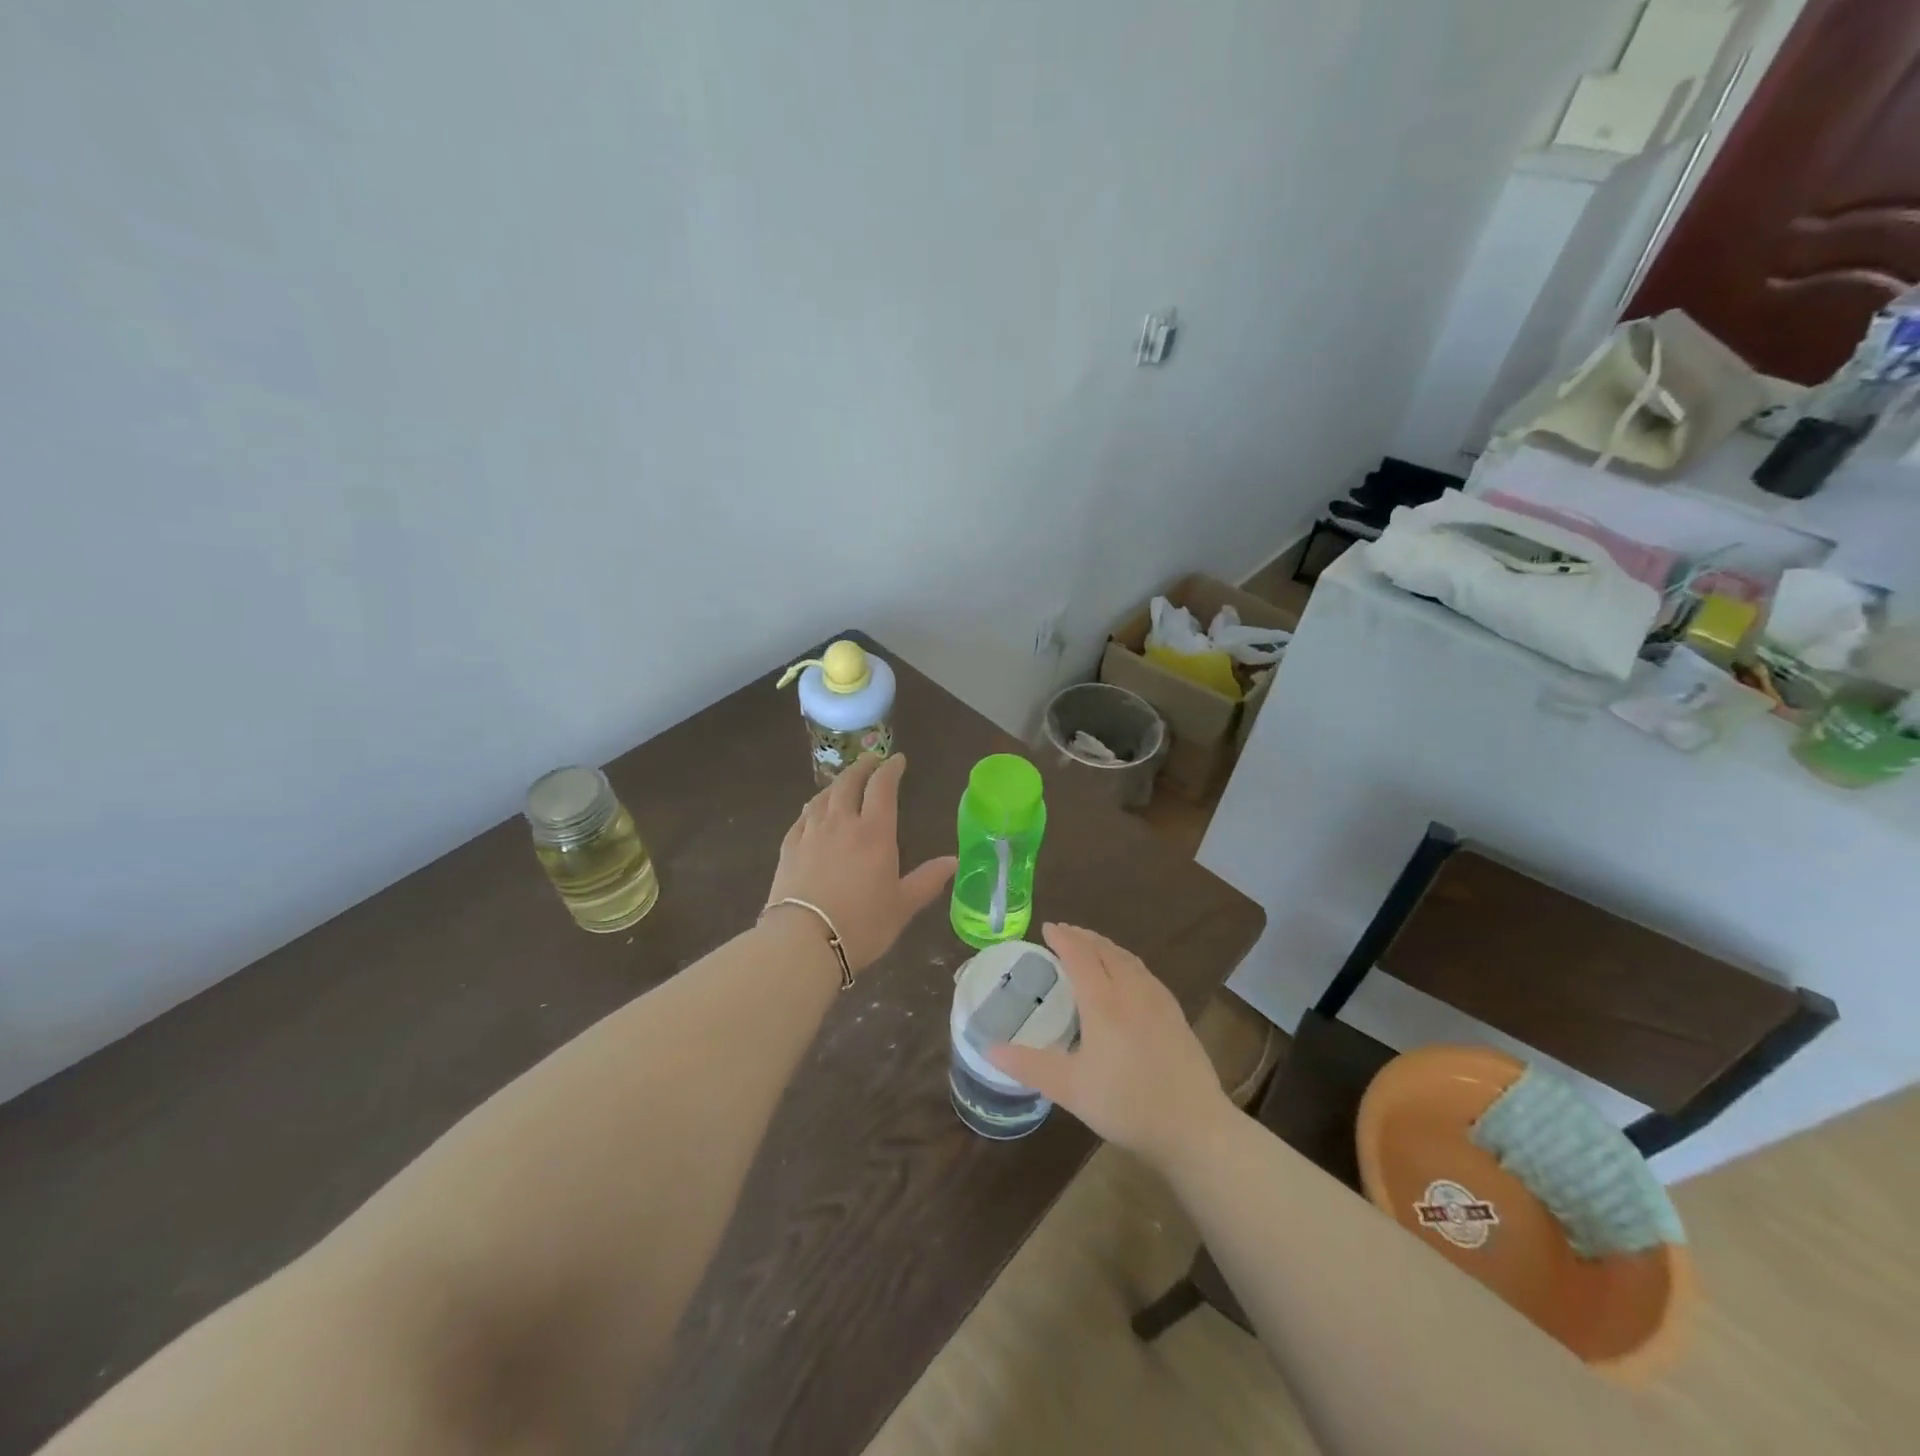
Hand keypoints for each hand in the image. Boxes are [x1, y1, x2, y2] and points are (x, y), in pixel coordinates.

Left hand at [765, 755, 956, 976]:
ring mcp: (811, 833)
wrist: (803, 942)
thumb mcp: (902, 906)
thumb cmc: (861, 925)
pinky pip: (802, 817)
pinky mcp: (788, 848)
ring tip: (843, 783)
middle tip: (870, 761)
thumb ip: (927, 880)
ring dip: (836, 784)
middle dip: (862, 767)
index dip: (890, 769)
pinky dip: (812, 807)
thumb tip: (954, 861)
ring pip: (823, 797)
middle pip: (849, 783)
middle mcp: (841, 823)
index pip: (883, 787)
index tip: (897, 760)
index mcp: (874, 833)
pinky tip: (812, 811)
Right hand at [988, 923, 1232, 1167]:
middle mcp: (1131, 991)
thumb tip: (988, 1049)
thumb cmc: (1126, 1104)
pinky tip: (1128, 976)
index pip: (1079, 955)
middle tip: (1065, 932)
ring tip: (1092, 947)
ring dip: (1106, 946)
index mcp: (1103, 1002)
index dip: (1062, 938)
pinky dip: (1127, 962)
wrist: (1193, 1126)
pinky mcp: (1176, 1015)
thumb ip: (1028, 1065)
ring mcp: (1158, 1001)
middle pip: (1105, 950)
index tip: (1047, 928)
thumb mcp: (1069, 1088)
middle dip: (1083, 937)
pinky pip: (1145, 973)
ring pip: (1128, 959)